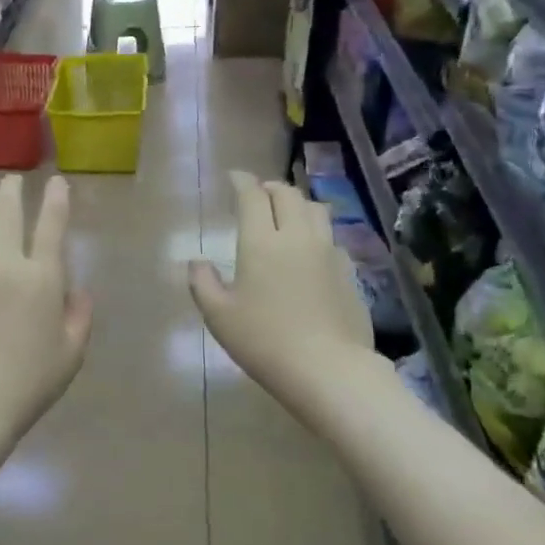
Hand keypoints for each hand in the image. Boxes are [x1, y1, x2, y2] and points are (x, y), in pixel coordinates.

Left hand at [0, 174, 92, 442]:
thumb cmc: (28, 384)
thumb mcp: (71, 354)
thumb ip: (80, 316)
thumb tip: (78, 290)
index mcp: (42, 279)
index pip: (51, 226)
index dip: (56, 200)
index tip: (56, 182)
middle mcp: (4, 265)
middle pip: (7, 214)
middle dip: (12, 191)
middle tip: (12, 181)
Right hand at [189, 171, 382, 420]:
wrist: (328, 368)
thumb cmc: (264, 341)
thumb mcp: (219, 316)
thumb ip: (203, 283)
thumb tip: (196, 262)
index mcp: (261, 242)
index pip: (252, 197)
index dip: (242, 182)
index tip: (234, 176)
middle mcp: (297, 236)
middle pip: (288, 195)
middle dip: (270, 188)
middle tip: (259, 193)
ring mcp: (328, 252)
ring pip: (316, 210)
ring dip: (298, 203)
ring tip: (287, 213)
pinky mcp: (348, 271)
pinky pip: (331, 237)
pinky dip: (316, 231)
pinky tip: (310, 249)